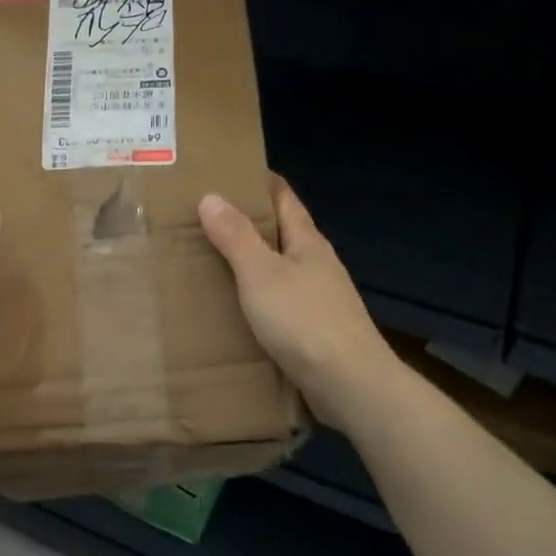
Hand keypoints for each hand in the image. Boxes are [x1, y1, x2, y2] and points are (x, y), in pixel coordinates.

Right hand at [199, 177, 398, 429]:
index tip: (230, 171)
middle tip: (206, 216)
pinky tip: (238, 306)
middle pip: (282, 232)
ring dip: (253, 261)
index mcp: (307, 242)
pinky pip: (281, 300)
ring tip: (213, 259)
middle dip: (250, 221)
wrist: (349, 384)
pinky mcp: (316, 329)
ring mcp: (320, 298)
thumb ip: (236, 236)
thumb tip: (211, 196)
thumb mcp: (260, 273)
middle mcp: (317, 264)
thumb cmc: (303, 321)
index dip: (260, 182)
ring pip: (281, 268)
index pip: (284, 198)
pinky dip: (258, 294)